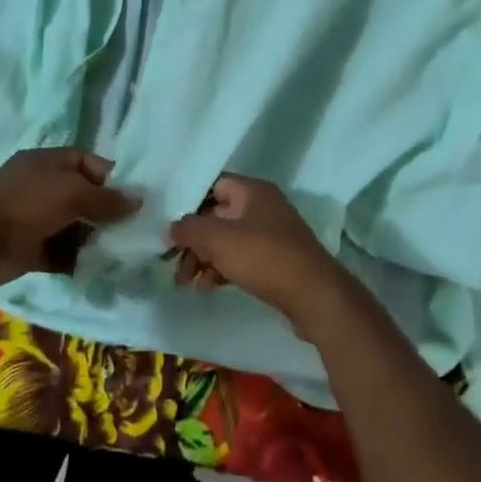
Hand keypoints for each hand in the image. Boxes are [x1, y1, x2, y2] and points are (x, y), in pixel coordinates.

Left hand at [0, 148, 139, 289]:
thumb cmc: (27, 204)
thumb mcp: (71, 192)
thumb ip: (106, 199)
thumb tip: (139, 200)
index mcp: (47, 163)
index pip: (86, 162)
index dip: (110, 177)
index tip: (132, 198)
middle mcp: (42, 188)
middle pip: (82, 197)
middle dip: (106, 212)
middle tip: (133, 229)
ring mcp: (35, 219)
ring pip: (73, 227)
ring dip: (94, 239)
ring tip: (122, 252)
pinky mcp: (30, 249)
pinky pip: (61, 253)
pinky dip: (77, 261)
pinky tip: (99, 269)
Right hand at [166, 175, 359, 339]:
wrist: (313, 296)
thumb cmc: (264, 257)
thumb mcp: (218, 239)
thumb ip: (188, 229)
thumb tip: (170, 228)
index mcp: (252, 191)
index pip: (213, 185)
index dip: (189, 200)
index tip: (167, 222)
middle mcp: (262, 207)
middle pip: (216, 216)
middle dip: (192, 239)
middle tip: (172, 262)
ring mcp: (270, 235)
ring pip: (226, 241)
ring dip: (203, 258)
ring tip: (185, 282)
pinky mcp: (273, 261)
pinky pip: (239, 259)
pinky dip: (220, 270)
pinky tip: (207, 287)